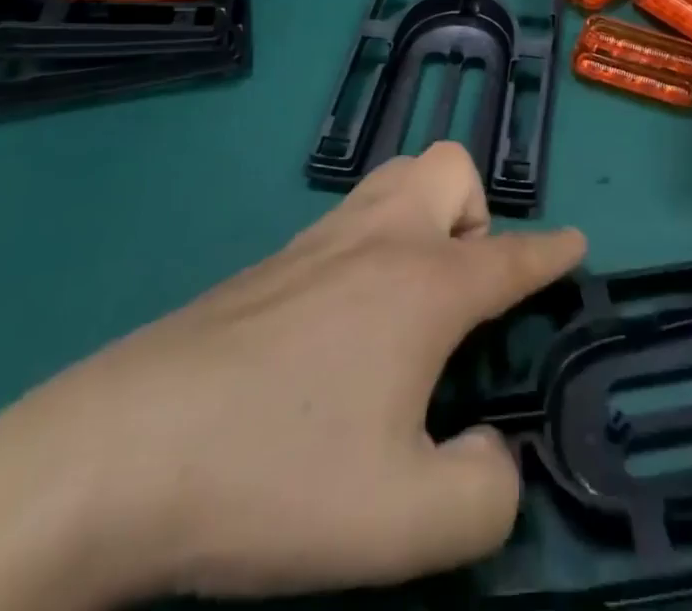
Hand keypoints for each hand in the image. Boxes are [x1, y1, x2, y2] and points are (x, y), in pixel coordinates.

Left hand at [0, 144, 585, 610]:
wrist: (117, 454)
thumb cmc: (276, 476)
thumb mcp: (405, 523)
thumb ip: (483, 496)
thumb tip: (492, 461)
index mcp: (425, 283)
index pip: (511, 255)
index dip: (551, 253)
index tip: (574, 245)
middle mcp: (380, 240)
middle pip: (449, 168)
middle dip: (473, 216)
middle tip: (457, 296)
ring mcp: (319, 241)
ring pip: (396, 177)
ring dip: (424, 217)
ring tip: (409, 300)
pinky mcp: (270, 262)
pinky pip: (349, 218)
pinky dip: (372, 243)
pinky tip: (341, 320)